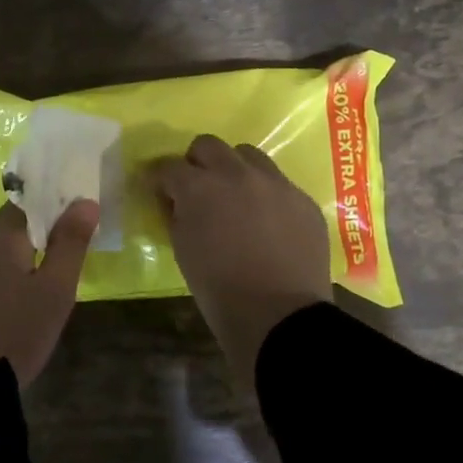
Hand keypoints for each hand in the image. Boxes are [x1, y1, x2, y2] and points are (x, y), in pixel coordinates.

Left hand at [0, 199, 99, 387]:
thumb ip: (70, 243)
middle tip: (80, 242)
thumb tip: (85, 202)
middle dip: (46, 229)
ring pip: (3, 251)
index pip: (30, 201)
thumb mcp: (54, 290)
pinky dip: (14, 274)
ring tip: (60, 269)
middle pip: (15, 225)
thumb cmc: (14, 333)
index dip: (58, 202)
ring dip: (30, 254)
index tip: (85, 212)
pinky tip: (29, 296)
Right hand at [152, 136, 332, 390]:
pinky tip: (267, 222)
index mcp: (200, 188)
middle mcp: (237, 174)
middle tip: (196, 189)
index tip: (160, 191)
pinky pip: (279, 183)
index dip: (160, 179)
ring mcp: (276, 183)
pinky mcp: (303, 199)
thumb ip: (177, 216)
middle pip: (209, 145)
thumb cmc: (219, 291)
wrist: (280, 318)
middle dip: (196, 163)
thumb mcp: (183, 251)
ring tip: (235, 198)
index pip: (169, 167)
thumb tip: (177, 201)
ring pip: (248, 155)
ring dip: (234, 169)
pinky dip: (266, 194)